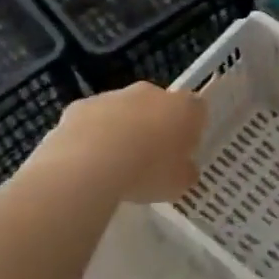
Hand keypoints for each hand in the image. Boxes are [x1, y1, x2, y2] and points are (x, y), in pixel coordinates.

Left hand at [38, 82, 205, 203]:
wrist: (89, 165)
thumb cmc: (146, 173)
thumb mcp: (178, 185)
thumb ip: (185, 172)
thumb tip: (183, 169)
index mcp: (182, 108)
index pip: (196, 109)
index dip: (191, 129)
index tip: (183, 152)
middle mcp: (150, 93)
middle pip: (158, 105)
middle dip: (156, 126)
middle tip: (150, 159)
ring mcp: (113, 96)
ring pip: (124, 111)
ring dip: (123, 130)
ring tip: (114, 165)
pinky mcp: (81, 105)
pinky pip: (93, 120)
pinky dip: (92, 135)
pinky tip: (87, 162)